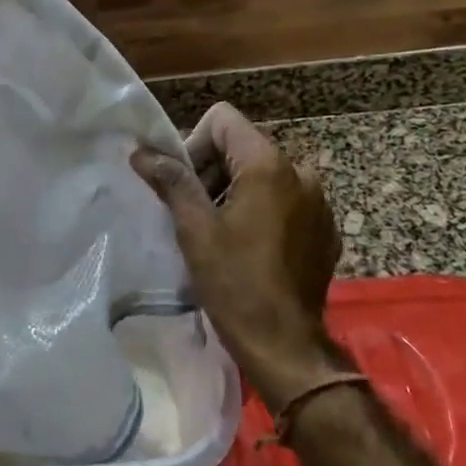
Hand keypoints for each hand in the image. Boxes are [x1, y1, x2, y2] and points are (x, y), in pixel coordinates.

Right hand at [133, 103, 342, 409]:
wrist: (285, 345)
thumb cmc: (235, 283)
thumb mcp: (195, 229)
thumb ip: (171, 181)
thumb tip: (141, 151)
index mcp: (268, 164)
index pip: (223, 120)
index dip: (195, 144)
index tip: (184, 185)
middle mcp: (300, 172)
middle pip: (243, 146)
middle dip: (212, 171)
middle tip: (194, 213)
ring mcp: (318, 202)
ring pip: (264, 174)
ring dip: (236, 192)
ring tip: (219, 233)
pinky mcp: (325, 229)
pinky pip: (286, 201)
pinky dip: (263, 212)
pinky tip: (249, 248)